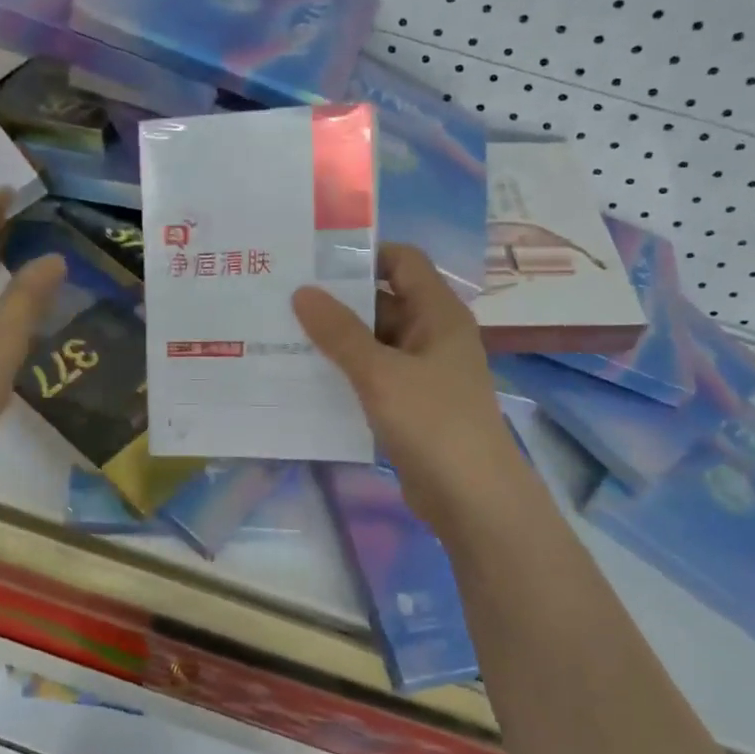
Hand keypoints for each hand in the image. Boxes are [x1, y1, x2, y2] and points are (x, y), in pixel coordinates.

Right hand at [294, 245, 529, 533]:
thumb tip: (302, 292)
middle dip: (338, 300)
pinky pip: (373, 375)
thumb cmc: (433, 423)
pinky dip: (345, 372)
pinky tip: (305, 377)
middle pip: (384, 300)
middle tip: (283, 298)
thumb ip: (340, 332)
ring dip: (337, 339)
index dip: (363, 254)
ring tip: (283, 334)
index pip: (403, 261)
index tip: (314, 261)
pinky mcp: (410, 404)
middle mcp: (432, 335)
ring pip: (374, 342)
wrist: (472, 498)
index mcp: (438, 314)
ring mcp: (422, 372)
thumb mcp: (380, 373)